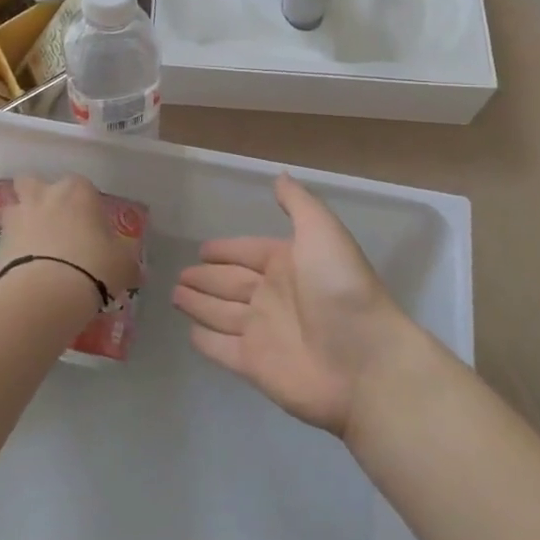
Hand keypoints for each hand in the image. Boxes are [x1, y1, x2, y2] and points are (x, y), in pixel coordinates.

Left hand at [0, 175, 140, 304]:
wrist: (47, 292)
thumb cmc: (94, 265)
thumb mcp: (124, 263)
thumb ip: (125, 257)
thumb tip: (132, 267)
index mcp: (78, 191)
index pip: (83, 187)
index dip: (86, 206)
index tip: (91, 227)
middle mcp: (45, 194)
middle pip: (35, 183)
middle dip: (41, 197)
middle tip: (54, 224)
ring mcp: (18, 215)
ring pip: (15, 206)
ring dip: (23, 220)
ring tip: (34, 246)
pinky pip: (6, 238)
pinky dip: (12, 248)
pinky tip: (24, 267)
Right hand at [173, 174, 413, 436]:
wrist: (364, 361)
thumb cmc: (340, 289)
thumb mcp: (322, 232)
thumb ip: (298, 204)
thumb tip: (279, 175)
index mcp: (288, 263)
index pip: (248, 252)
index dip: (226, 250)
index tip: (202, 249)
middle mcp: (273, 296)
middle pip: (230, 283)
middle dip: (206, 277)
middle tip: (179, 274)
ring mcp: (262, 332)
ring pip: (221, 313)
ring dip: (199, 304)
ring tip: (175, 295)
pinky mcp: (254, 365)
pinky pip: (222, 348)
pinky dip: (206, 341)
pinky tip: (189, 333)